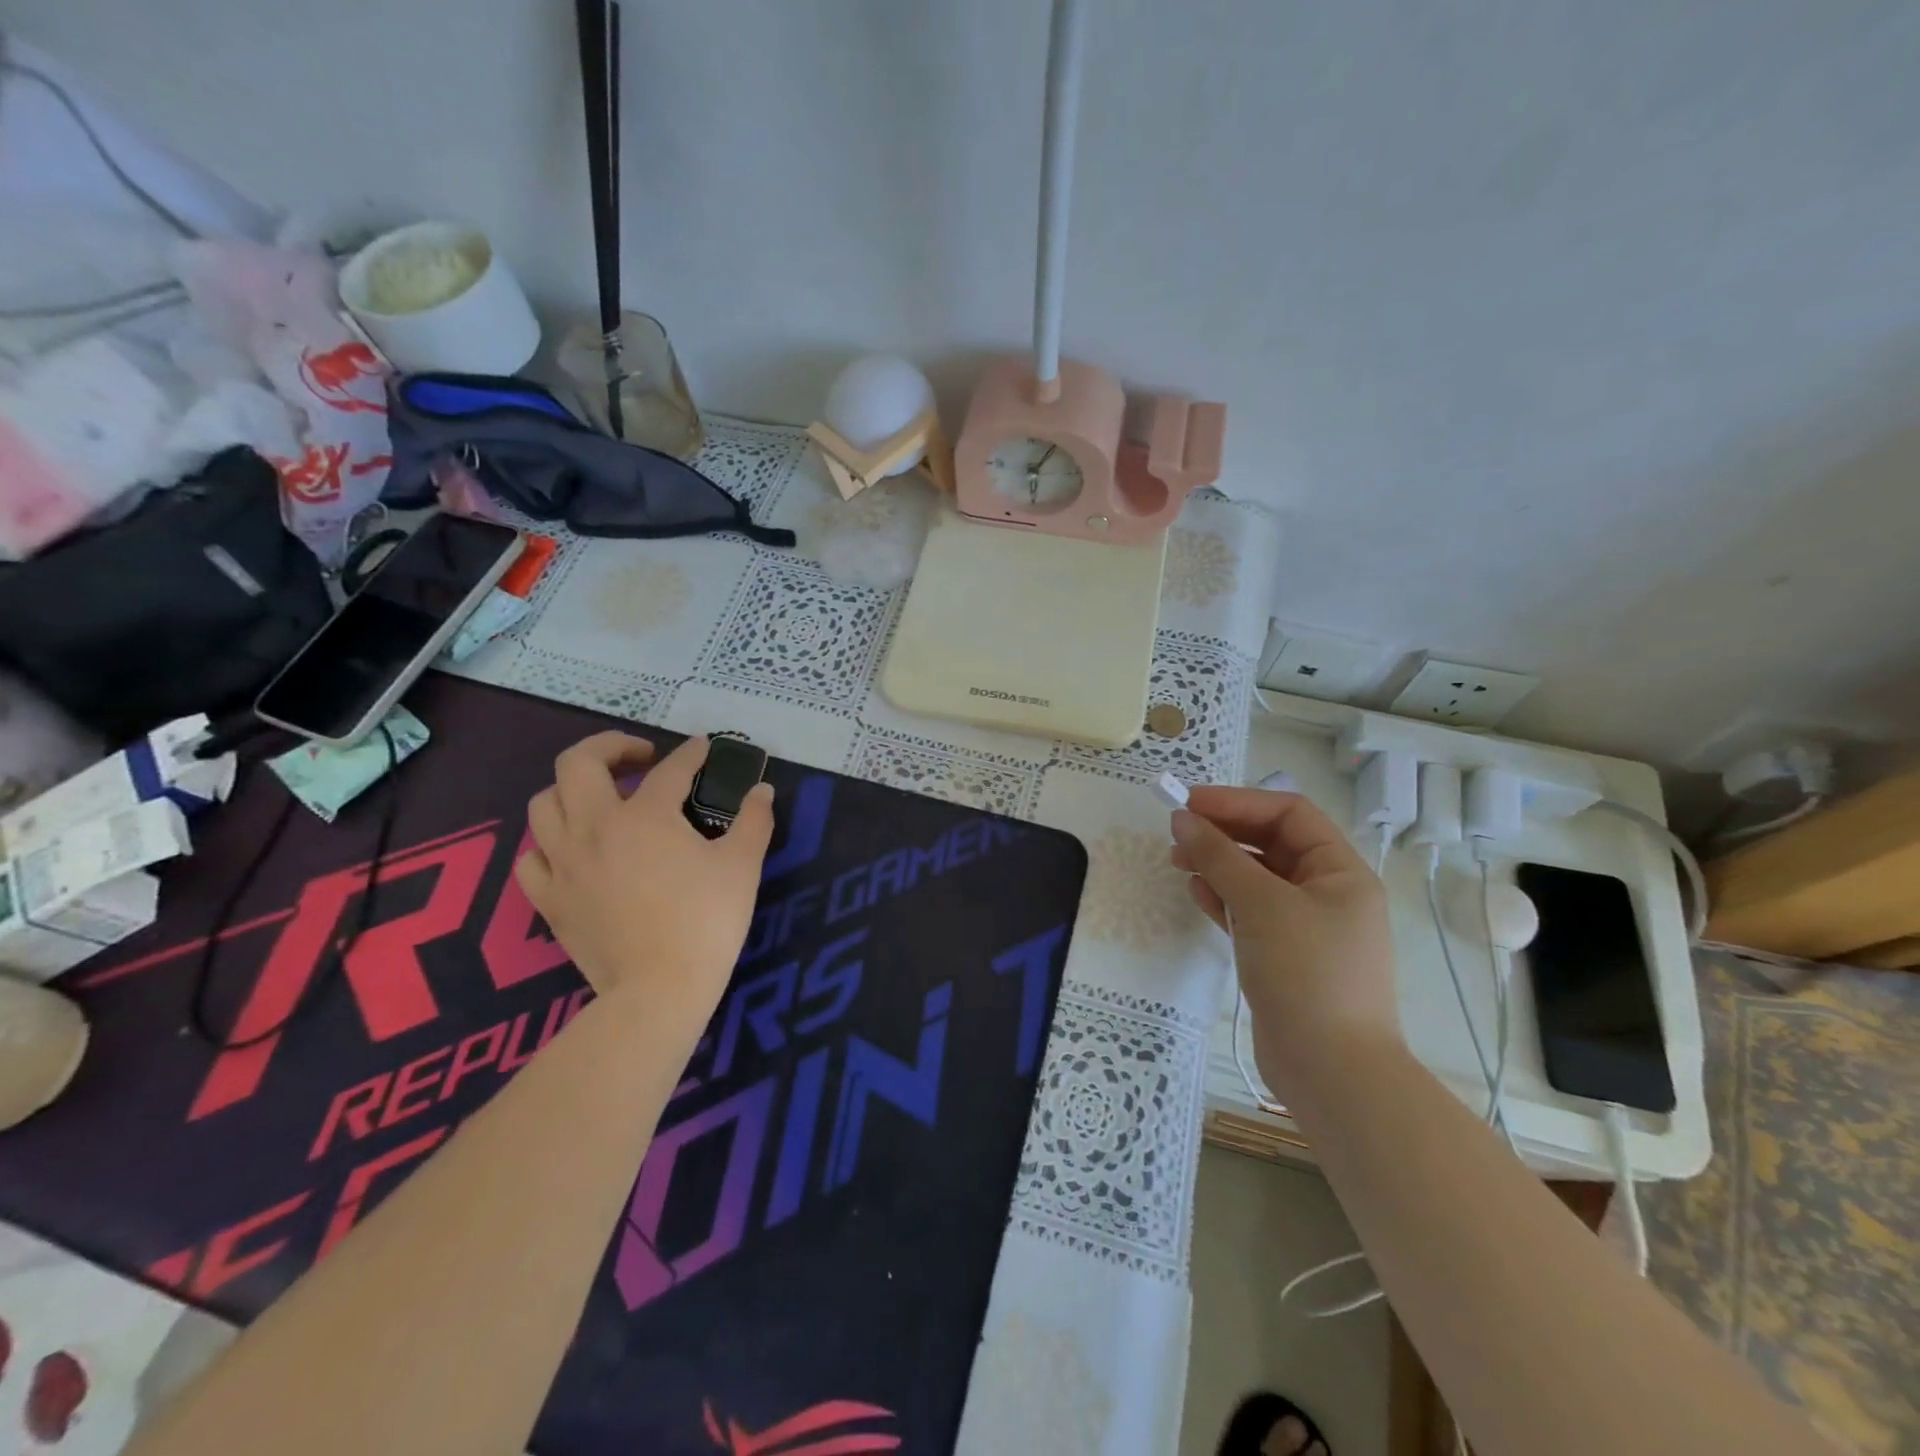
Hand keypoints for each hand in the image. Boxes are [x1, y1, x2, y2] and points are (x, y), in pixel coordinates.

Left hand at [516, 734, 774, 1037]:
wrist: (659, 990)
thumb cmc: (707, 921)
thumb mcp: (743, 865)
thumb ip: (754, 820)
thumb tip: (762, 790)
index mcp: (645, 815)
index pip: (670, 769)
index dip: (691, 753)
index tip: (704, 748)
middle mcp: (594, 827)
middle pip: (578, 763)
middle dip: (609, 747)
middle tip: (640, 759)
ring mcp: (564, 864)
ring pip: (543, 804)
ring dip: (572, 790)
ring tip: (601, 799)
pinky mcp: (549, 900)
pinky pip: (531, 858)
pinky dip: (548, 845)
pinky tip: (573, 852)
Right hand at [1171, 786, 1399, 1086]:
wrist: (1332, 1071)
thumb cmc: (1307, 973)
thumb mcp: (1262, 904)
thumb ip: (1220, 857)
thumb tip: (1183, 819)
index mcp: (1340, 871)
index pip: (1288, 814)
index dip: (1238, 801)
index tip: (1189, 804)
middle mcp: (1327, 892)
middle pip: (1270, 843)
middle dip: (1224, 833)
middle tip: (1177, 833)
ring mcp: (1306, 926)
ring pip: (1256, 877)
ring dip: (1218, 864)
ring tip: (1178, 861)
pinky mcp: (1284, 955)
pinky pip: (1250, 911)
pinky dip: (1223, 898)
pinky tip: (1197, 893)